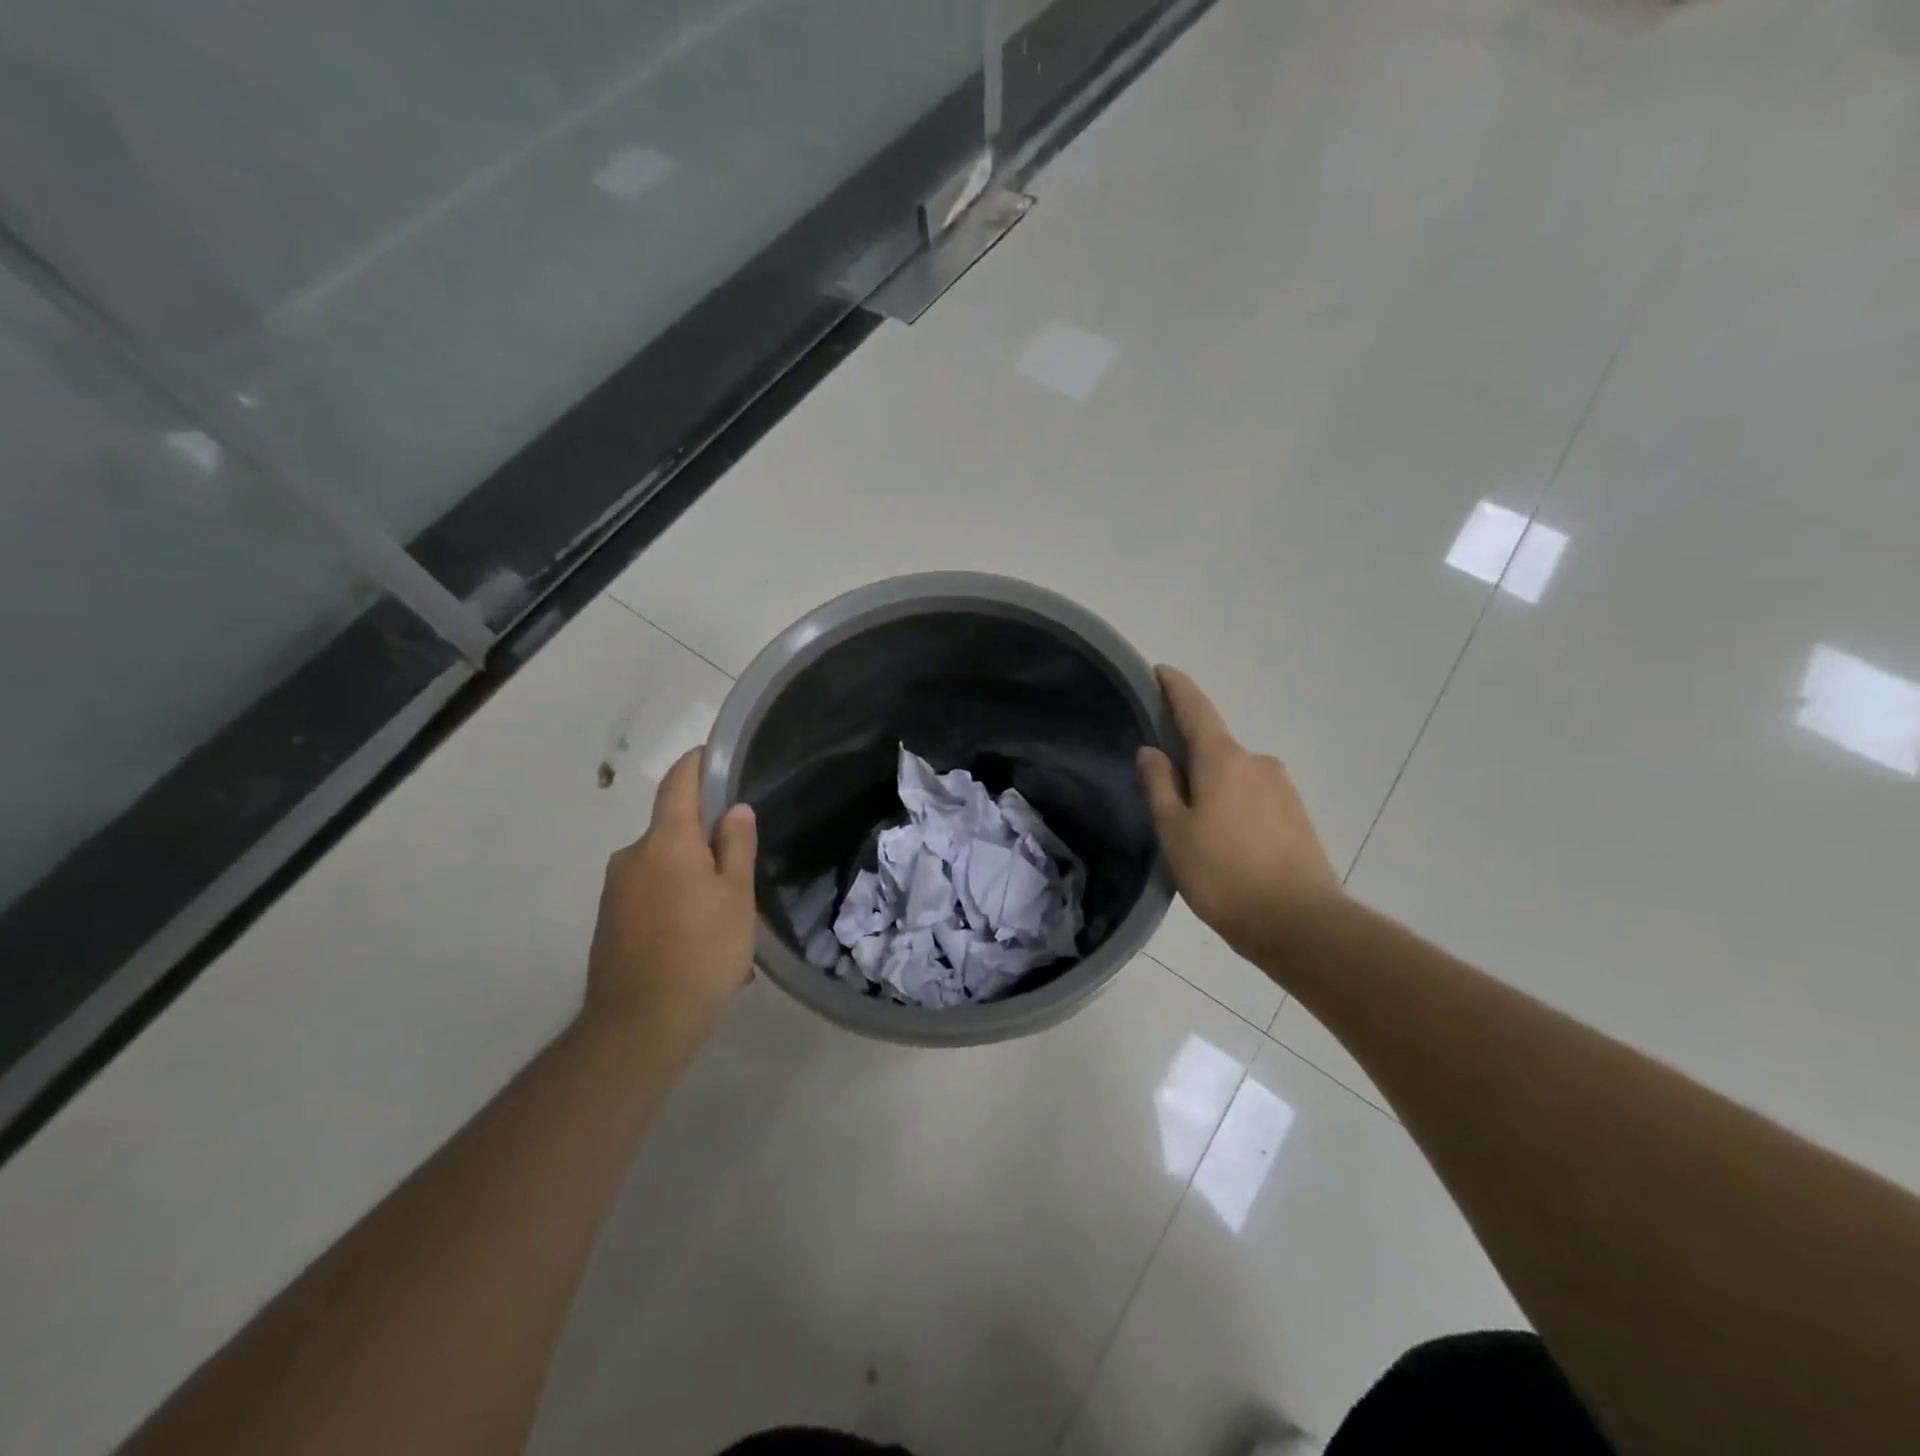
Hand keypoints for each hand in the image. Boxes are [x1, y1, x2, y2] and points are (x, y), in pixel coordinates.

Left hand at [585, 749, 757, 1035]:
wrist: (640, 1024)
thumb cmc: (702, 951)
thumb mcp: (736, 896)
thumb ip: (736, 846)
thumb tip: (733, 810)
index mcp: (666, 841)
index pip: (678, 784)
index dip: (695, 763)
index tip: (712, 754)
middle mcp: (632, 856)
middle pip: (672, 832)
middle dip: (704, 844)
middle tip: (739, 874)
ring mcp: (614, 890)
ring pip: (663, 870)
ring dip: (691, 882)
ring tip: (723, 923)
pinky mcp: (607, 922)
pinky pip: (649, 898)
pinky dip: (674, 907)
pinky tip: (697, 944)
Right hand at [1137, 667, 1344, 964]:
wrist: (1301, 924)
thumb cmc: (1224, 874)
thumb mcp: (1175, 831)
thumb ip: (1159, 785)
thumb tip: (1152, 751)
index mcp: (1224, 759)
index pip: (1195, 709)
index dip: (1176, 688)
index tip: (1160, 671)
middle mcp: (1258, 763)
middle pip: (1214, 748)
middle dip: (1188, 759)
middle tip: (1162, 790)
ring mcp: (1282, 789)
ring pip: (1234, 777)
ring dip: (1211, 789)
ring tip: (1194, 831)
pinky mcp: (1297, 816)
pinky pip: (1253, 798)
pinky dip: (1233, 808)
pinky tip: (1224, 845)